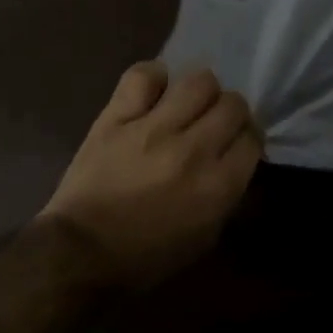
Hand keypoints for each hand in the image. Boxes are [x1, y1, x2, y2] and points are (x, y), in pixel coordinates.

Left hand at [40, 63, 261, 290]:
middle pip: (232, 105)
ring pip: (198, 82)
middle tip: (214, 123)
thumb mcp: (202, 238)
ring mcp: (153, 128)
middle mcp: (193, 150)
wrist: (80, 253)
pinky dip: (154, 78)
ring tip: (187, 104)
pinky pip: (144, 76)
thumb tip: (235, 160)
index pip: (252, 139)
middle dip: (230, 113)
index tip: (235, 143)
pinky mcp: (117, 117)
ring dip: (200, 92)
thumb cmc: (145, 256)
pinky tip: (154, 91)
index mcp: (217, 187)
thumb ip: (226, 195)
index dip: (247, 138)